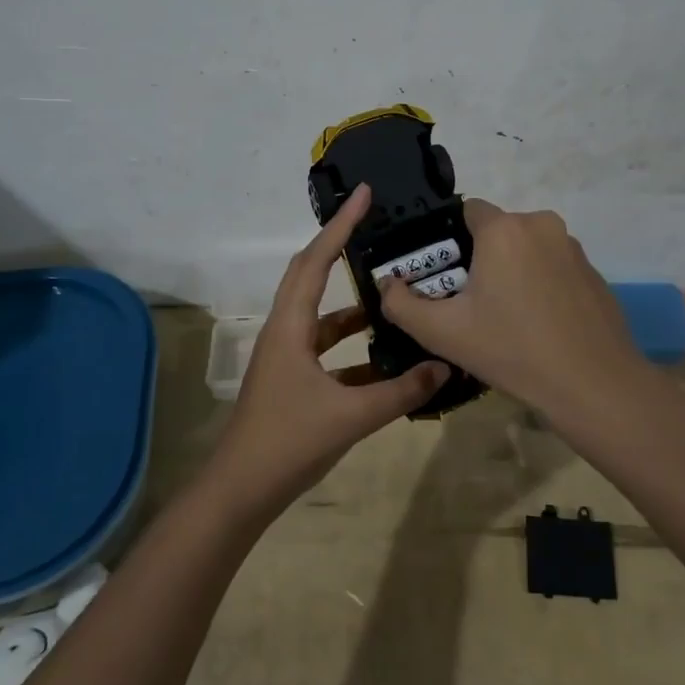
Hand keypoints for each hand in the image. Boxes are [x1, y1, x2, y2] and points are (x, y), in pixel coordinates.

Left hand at [208, 183, 448, 514]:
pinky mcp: (293, 379)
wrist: (242, 490)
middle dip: (339, 245)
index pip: (316, 261)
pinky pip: (326, 349)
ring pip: (321, 314)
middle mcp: (285, 331)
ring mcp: (286, 356)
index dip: (340, 225)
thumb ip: (401, 392)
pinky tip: (384, 357)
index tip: (364, 195)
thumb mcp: (351, 416)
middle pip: (310, 274)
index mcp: (290, 326)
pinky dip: (352, 345)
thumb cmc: (288, 442)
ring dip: (352, 303)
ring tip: (390, 294)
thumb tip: (443, 367)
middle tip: (373, 224)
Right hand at [379, 200, 651, 424]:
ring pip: (527, 248)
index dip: (449, 239)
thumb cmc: (512, 350)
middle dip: (480, 257)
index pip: (466, 210)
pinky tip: (539, 324)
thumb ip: (401, 305)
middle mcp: (541, 224)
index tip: (444, 275)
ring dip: (512, 270)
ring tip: (505, 317)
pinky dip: (541, 284)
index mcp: (504, 229)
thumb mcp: (443, 333)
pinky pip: (554, 266)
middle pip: (497, 230)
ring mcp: (573, 248)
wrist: (593, 384)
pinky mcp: (594, 272)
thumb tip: (387, 285)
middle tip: (470, 302)